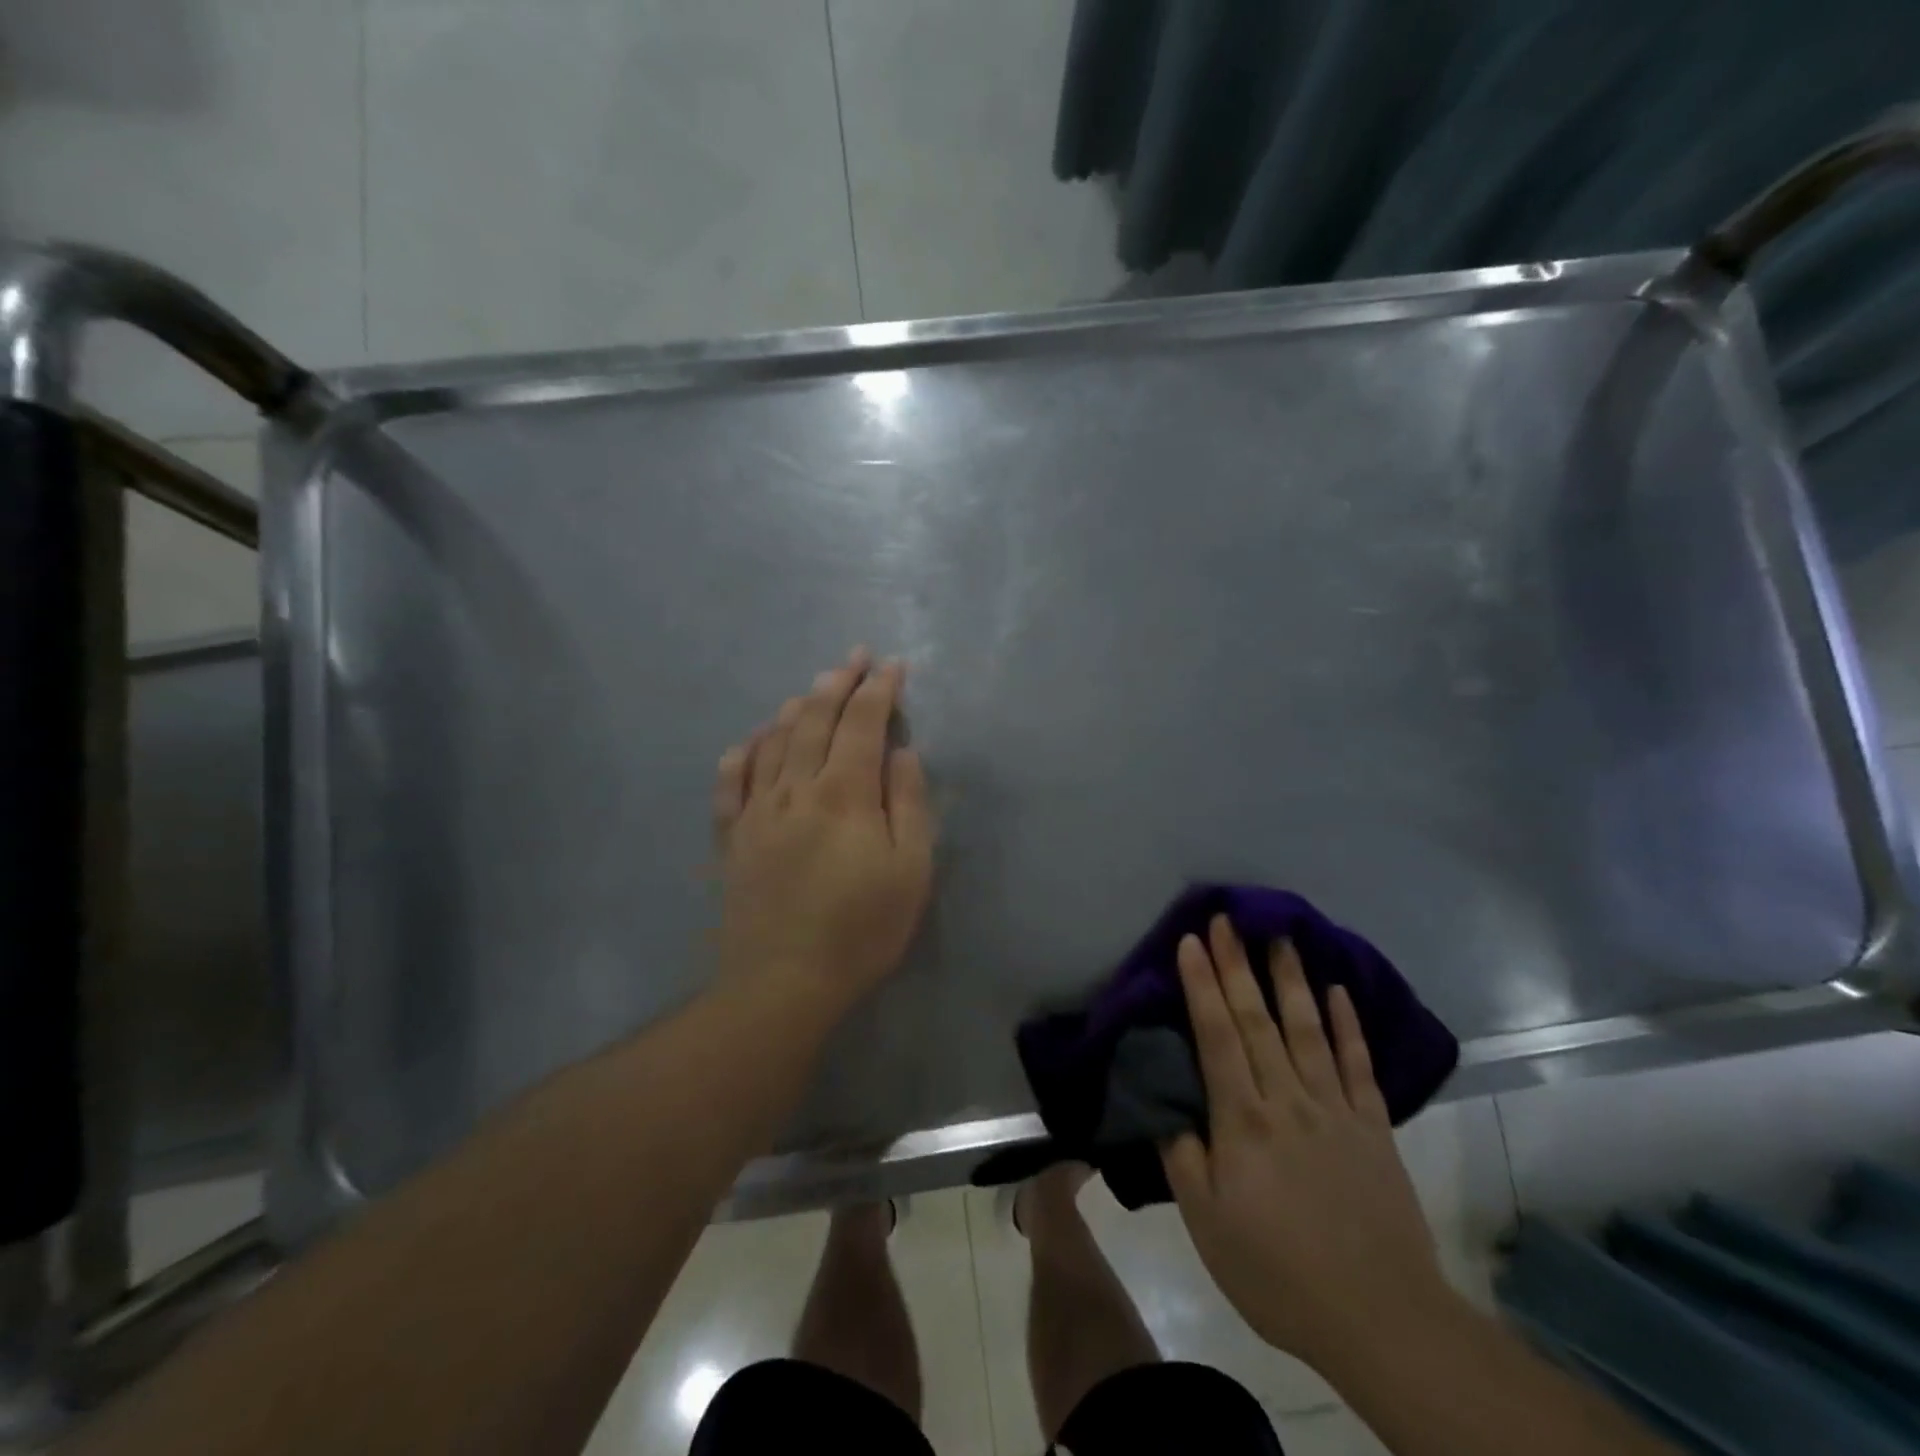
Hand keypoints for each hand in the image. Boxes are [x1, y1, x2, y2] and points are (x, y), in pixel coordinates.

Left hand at [711, 649, 932, 1012]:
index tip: (893, 667)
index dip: (880, 690)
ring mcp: (757, 811)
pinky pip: (731, 782)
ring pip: (773, 742)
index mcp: (844, 793)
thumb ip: (908, 804)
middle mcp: (796, 788)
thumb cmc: (861, 929)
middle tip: (854, 659)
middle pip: (815, 720)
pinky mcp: (732, 837)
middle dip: (838, 683)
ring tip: (812, 690)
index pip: (863, 723)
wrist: (783, 982)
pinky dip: (743, 753)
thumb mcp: (910, 870)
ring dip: (795, 709)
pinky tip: (750, 741)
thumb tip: (902, 752)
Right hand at [1161, 916, 1455, 1369]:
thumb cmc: (1279, 1273)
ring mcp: (1335, 1109)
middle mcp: (1287, 1099)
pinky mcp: (1373, 1127)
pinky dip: (1348, 1026)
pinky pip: (1358, 1065)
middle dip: (1238, 965)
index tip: (1192, 940)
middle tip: (1228, 919)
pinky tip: (1340, 992)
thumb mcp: (1207, 1225)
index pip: (1216, 1036)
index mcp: (1242, 1121)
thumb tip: (1162, 1104)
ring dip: (1291, 979)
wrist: (1382, 1319)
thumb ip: (1182, 1157)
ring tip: (1281, 936)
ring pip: (1308, 1030)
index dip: (1202, 985)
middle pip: (1257, 1020)